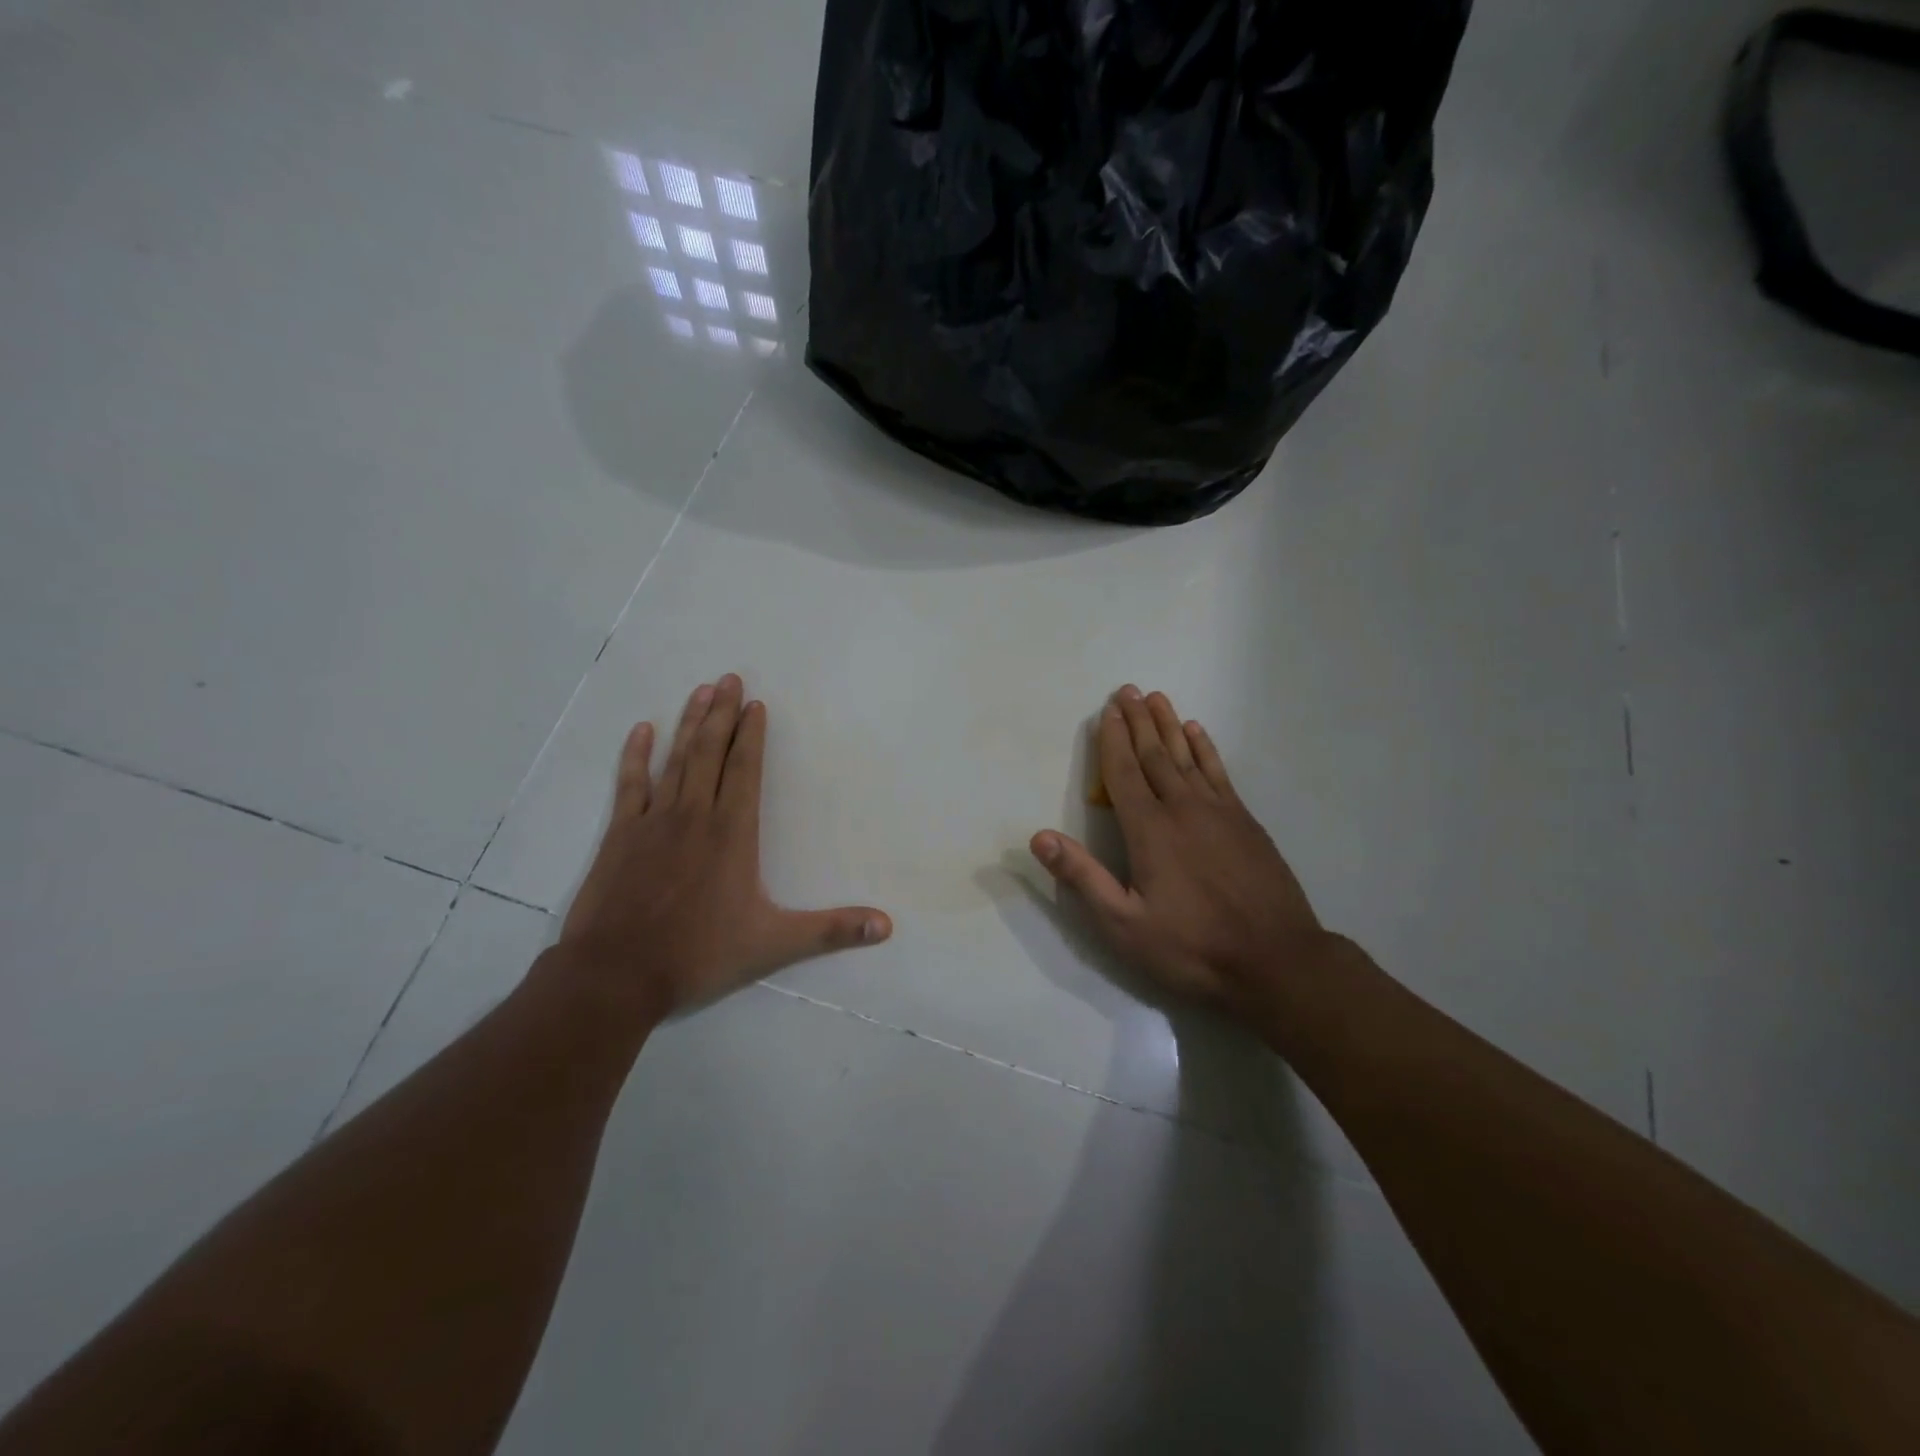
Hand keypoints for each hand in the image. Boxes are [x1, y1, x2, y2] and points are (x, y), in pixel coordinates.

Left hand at [556, 674, 890, 1022]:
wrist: (616, 974)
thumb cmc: (699, 955)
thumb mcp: (773, 945)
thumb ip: (831, 930)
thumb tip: (887, 926)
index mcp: (732, 834)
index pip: (745, 771)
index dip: (752, 736)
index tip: (755, 704)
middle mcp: (695, 815)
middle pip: (711, 753)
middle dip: (721, 714)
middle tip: (729, 678)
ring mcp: (654, 821)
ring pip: (676, 760)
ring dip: (689, 723)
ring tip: (700, 691)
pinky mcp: (621, 834)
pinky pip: (630, 784)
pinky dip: (636, 756)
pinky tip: (642, 730)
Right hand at [1030, 685, 1332, 1020]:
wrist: (1277, 961)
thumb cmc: (1193, 948)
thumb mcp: (1124, 924)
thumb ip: (1082, 878)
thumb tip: (1039, 837)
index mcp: (1149, 830)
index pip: (1123, 773)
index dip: (1112, 740)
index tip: (1106, 711)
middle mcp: (1182, 809)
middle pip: (1154, 755)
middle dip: (1137, 722)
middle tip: (1126, 690)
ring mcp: (1219, 812)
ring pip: (1186, 756)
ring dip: (1168, 726)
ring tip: (1156, 698)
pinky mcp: (1246, 822)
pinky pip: (1219, 772)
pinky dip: (1205, 748)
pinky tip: (1197, 733)